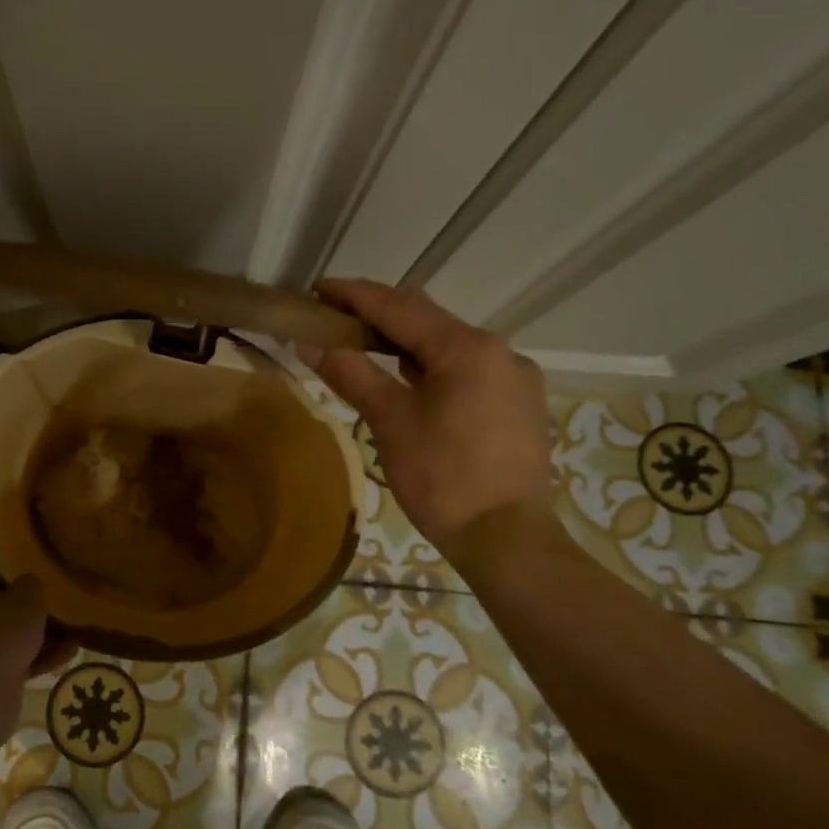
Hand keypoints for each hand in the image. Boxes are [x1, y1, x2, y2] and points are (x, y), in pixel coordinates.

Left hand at [0, 554, 79, 676]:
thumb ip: (30, 584)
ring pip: (2, 633)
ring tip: (68, 632)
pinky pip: (9, 659)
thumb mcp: (28, 596)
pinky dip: (34, 658)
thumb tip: (28, 585)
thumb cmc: (0, 631)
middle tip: (42, 594)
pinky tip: (66, 656)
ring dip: (32, 634)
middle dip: (16, 600)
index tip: (7, 553)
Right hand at [300, 279, 554, 554]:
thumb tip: (310, 343)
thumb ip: (351, 374)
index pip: (400, 307)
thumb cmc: (444, 478)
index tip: (318, 289)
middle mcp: (498, 351)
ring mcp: (514, 377)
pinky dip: (431, 365)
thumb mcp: (390, 422)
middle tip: (335, 318)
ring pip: (449, 344)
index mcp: (468, 348)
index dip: (355, 295)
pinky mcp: (518, 403)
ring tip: (364, 345)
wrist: (507, 539)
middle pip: (427, 320)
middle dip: (379, 314)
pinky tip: (409, 379)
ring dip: (405, 341)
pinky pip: (467, 368)